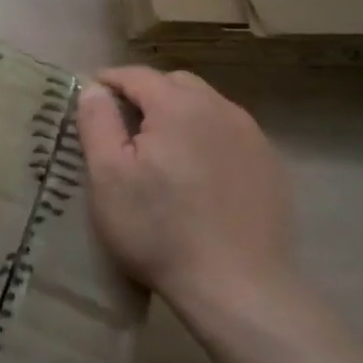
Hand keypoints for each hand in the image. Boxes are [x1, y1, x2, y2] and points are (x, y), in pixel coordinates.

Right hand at [75, 67, 295, 315]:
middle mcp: (219, 108)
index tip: (91, 98)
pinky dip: (207, 137)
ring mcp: (251, 136)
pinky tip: (199, 172)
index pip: (136, 75)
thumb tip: (94, 88)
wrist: (238, 288)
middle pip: (175, 83)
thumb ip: (97, 121)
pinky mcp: (270, 165)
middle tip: (124, 124)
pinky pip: (230, 133)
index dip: (109, 81)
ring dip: (179, 114)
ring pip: (206, 105)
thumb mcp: (108, 176)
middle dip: (146, 93)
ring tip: (161, 148)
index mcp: (177, 105)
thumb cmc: (160, 230)